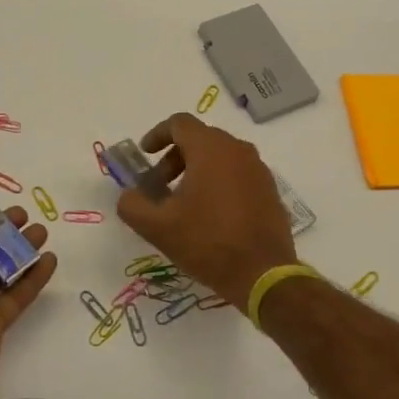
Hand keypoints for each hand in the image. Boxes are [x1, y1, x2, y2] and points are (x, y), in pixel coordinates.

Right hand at [115, 113, 296, 311]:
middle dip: (174, 158)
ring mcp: (258, 170)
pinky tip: (209, 215)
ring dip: (196, 170)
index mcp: (211, 149)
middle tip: (159, 186)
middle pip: (200, 139)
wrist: (262, 274)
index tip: (144, 154)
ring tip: (182, 203)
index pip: (179, 123)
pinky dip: (218, 182)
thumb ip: (132, 205)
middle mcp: (238, 150)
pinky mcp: (270, 190)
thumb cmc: (207, 243)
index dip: (157, 135)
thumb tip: (128, 196)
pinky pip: (238, 174)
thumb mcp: (158, 227)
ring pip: (221, 157)